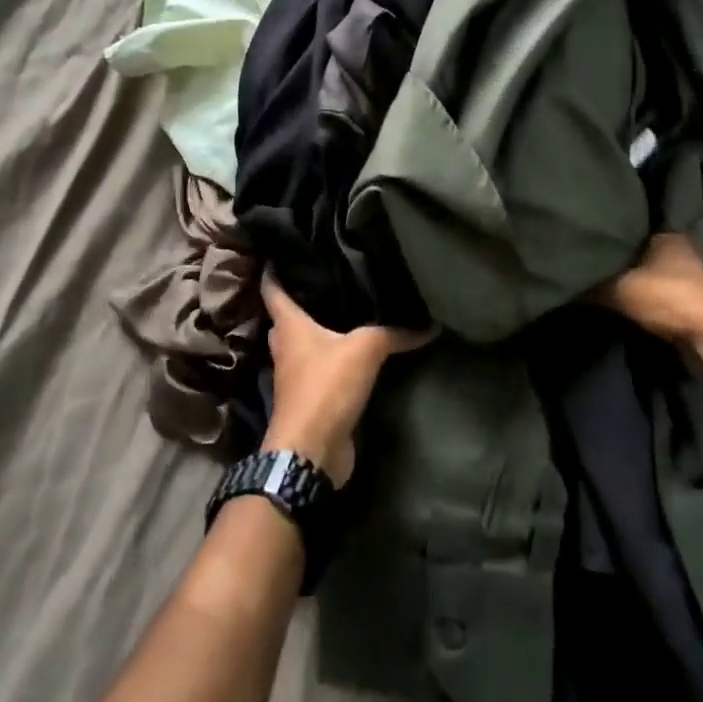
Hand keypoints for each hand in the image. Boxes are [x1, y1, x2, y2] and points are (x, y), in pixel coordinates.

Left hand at [260, 276, 429, 485]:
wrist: (312, 451)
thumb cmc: (325, 386)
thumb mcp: (365, 349)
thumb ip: (394, 333)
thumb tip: (429, 324)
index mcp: (289, 326)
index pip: (273, 289)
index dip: (275, 268)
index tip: (282, 250)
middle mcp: (286, 347)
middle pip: (288, 316)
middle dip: (303, 298)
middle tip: (329, 277)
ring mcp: (296, 375)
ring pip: (304, 343)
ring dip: (319, 331)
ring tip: (347, 309)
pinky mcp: (310, 398)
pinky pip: (321, 368)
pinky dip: (333, 358)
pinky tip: (356, 351)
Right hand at [596, 233, 702, 366]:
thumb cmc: (669, 298)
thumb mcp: (620, 290)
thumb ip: (592, 286)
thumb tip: (564, 283)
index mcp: (665, 234)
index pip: (628, 225)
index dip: (607, 233)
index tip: (585, 240)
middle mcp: (679, 248)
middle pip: (639, 249)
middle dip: (617, 257)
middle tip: (587, 261)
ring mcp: (689, 274)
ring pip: (648, 271)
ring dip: (631, 278)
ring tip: (600, 281)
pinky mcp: (692, 299)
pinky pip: (657, 291)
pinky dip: (643, 295)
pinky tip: (623, 300)